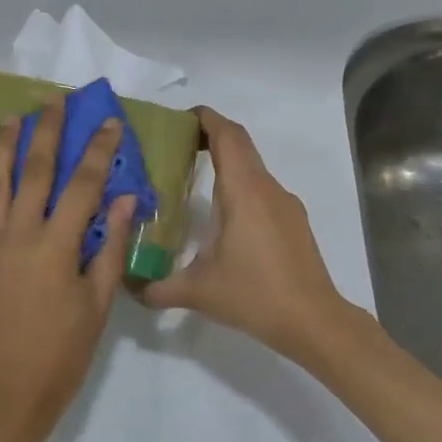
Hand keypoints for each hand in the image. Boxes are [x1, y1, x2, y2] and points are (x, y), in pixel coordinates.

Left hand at [0, 100, 137, 440]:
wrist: (14, 386)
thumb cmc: (66, 347)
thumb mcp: (99, 300)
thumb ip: (110, 246)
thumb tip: (125, 198)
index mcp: (57, 245)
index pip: (83, 185)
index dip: (98, 150)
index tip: (108, 122)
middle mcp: (20, 234)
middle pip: (35, 170)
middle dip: (46, 131)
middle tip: (53, 100)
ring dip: (3, 147)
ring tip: (9, 118)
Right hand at [142, 108, 354, 365]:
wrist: (314, 323)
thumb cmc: (254, 296)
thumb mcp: (196, 292)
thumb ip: (156, 287)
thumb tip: (127, 285)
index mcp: (244, 191)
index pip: (227, 135)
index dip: (204, 118)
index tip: (177, 120)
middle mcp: (267, 189)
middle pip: (239, 145)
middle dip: (208, 138)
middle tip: (174, 149)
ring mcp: (285, 205)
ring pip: (252, 169)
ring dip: (225, 165)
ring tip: (192, 183)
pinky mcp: (293, 223)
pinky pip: (262, 190)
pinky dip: (239, 188)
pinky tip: (222, 219)